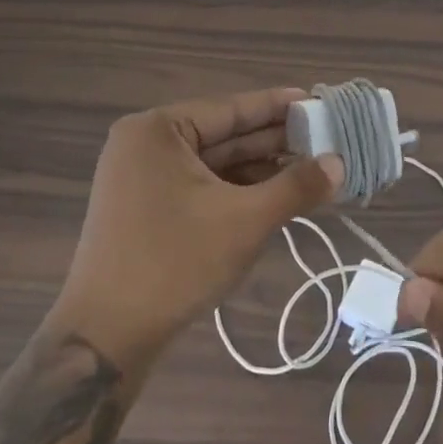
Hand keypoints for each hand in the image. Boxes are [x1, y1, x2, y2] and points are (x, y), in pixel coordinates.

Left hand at [51, 88, 344, 375]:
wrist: (103, 341)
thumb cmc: (173, 264)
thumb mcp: (244, 221)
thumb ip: (295, 187)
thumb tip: (339, 163)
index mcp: (157, 130)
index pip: (230, 108)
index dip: (277, 106)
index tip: (317, 102)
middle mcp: (145, 144)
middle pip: (222, 135)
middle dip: (272, 141)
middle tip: (323, 139)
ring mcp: (141, 178)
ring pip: (213, 163)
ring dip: (258, 168)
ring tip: (308, 169)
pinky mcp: (144, 209)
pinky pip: (199, 186)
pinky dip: (235, 190)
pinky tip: (273, 195)